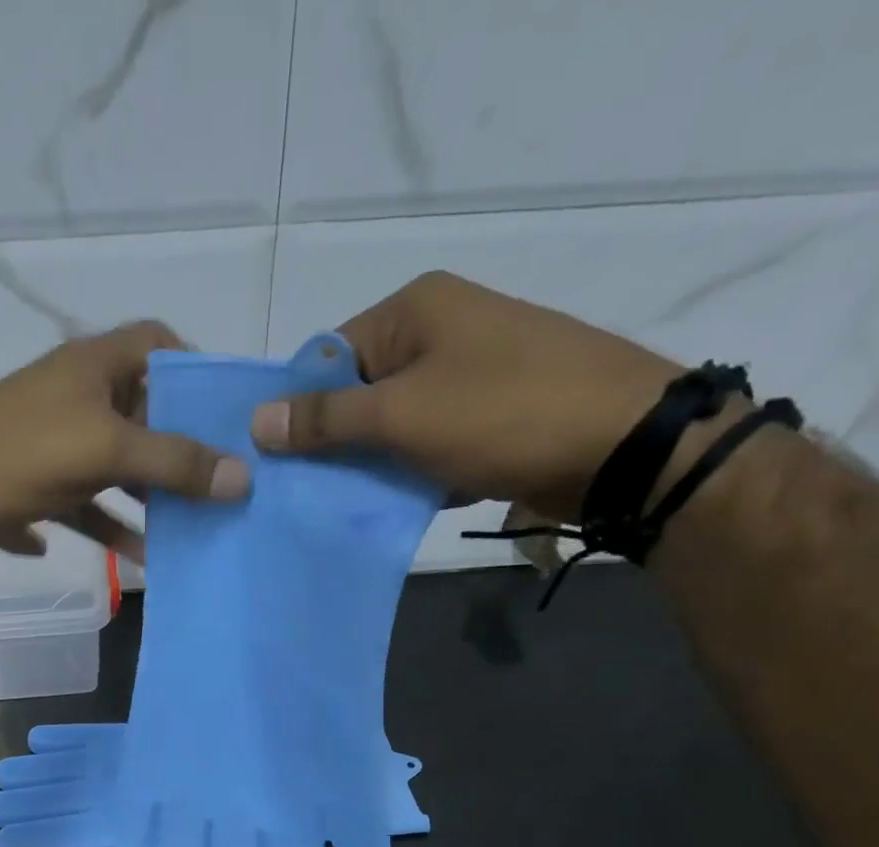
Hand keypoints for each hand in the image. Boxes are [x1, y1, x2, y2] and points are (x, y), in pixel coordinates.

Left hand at [0, 321, 249, 564]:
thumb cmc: (22, 454)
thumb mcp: (107, 450)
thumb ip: (175, 462)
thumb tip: (243, 478)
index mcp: (92, 367)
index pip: (155, 343)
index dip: (193, 367)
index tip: (223, 412)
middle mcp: (74, 398)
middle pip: (142, 415)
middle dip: (177, 452)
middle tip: (216, 486)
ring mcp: (52, 444)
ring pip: (113, 470)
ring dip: (143, 502)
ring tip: (179, 535)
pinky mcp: (33, 487)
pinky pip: (80, 507)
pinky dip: (101, 527)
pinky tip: (126, 556)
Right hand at [250, 271, 683, 522]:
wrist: (620, 444)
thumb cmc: (501, 413)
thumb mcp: (401, 414)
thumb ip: (327, 419)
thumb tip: (258, 420)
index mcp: (414, 309)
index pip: (328, 356)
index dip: (299, 408)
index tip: (277, 462)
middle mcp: (439, 331)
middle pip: (359, 392)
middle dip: (334, 444)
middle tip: (305, 492)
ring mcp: (468, 373)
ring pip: (392, 424)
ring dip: (371, 464)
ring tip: (344, 504)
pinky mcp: (488, 415)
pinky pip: (427, 443)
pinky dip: (409, 471)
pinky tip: (396, 503)